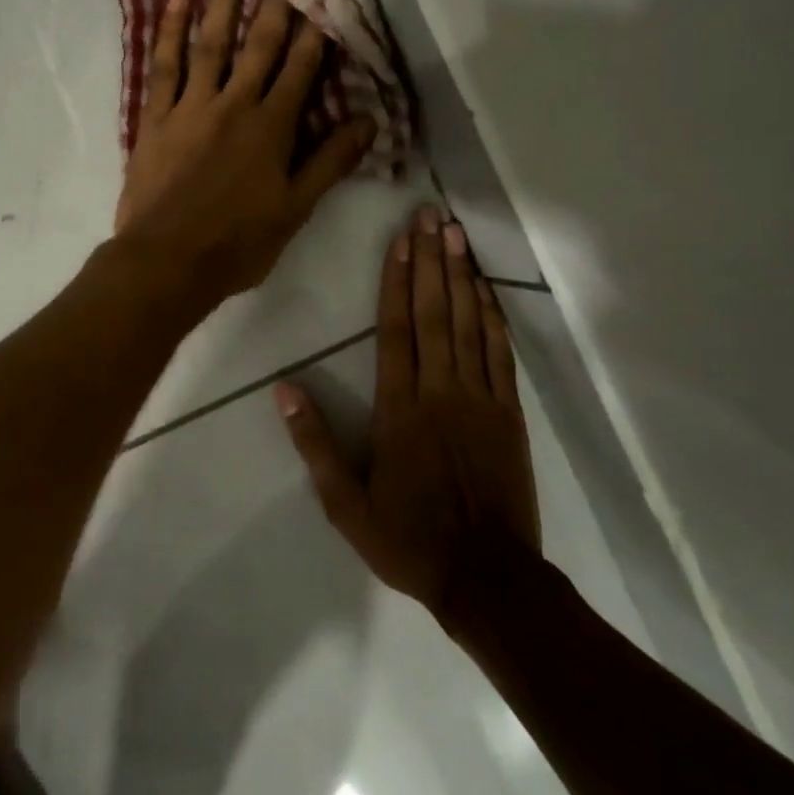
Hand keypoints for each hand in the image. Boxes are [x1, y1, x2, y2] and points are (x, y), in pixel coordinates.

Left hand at [114, 0, 375, 306]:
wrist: (167, 261)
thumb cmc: (237, 243)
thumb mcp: (295, 209)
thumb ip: (331, 162)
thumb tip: (370, 120)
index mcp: (272, 128)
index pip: (301, 68)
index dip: (316, 28)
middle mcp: (234, 105)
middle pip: (259, 43)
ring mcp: (191, 106)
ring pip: (211, 41)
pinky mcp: (156, 117)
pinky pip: (164, 66)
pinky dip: (171, 31)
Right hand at [275, 206, 541, 622]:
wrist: (488, 578)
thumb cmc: (408, 539)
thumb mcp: (344, 503)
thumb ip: (314, 443)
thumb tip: (284, 389)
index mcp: (399, 410)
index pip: (396, 331)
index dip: (397, 281)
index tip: (399, 241)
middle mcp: (441, 392)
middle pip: (436, 314)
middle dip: (432, 261)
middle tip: (431, 216)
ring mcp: (481, 399)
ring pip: (471, 325)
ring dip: (463, 277)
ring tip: (458, 235)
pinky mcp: (509, 413)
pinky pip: (501, 353)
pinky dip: (494, 316)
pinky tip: (487, 289)